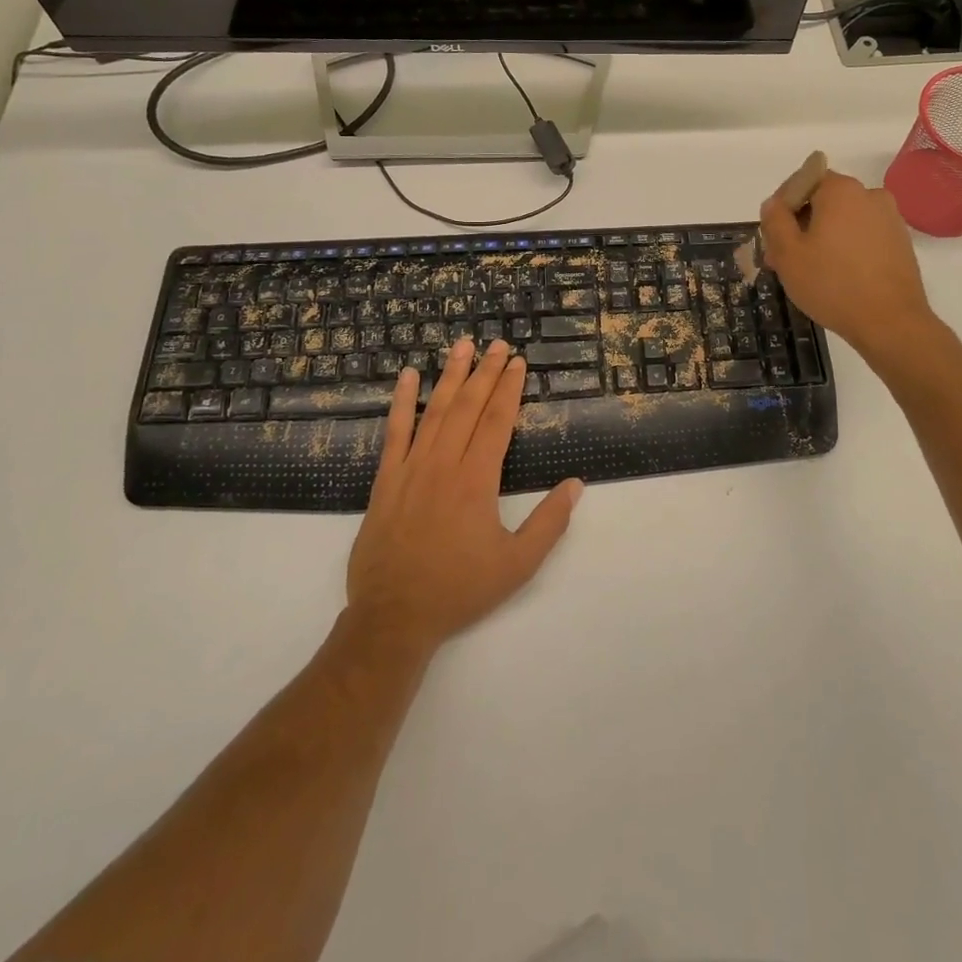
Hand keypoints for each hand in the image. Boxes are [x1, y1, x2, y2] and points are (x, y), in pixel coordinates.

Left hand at [347, 337, 582, 652]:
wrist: (393, 617)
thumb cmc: (459, 590)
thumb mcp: (517, 565)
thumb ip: (549, 523)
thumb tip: (575, 484)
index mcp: (476, 481)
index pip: (497, 421)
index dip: (509, 389)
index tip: (517, 363)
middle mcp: (444, 465)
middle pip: (468, 407)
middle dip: (485, 372)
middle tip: (497, 344)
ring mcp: (410, 469)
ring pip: (434, 411)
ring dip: (450, 376)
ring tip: (462, 346)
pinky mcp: (385, 481)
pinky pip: (394, 432)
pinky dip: (401, 402)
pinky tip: (407, 377)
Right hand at [759, 172, 933, 364]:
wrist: (891, 323)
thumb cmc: (832, 284)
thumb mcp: (787, 254)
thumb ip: (774, 220)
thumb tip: (774, 204)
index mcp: (841, 190)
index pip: (803, 180)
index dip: (783, 206)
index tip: (773, 237)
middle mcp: (870, 195)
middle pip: (824, 201)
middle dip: (801, 225)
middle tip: (784, 260)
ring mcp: (890, 219)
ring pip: (844, 220)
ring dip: (823, 238)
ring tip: (809, 272)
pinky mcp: (901, 243)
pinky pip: (863, 236)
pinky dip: (846, 248)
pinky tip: (837, 277)